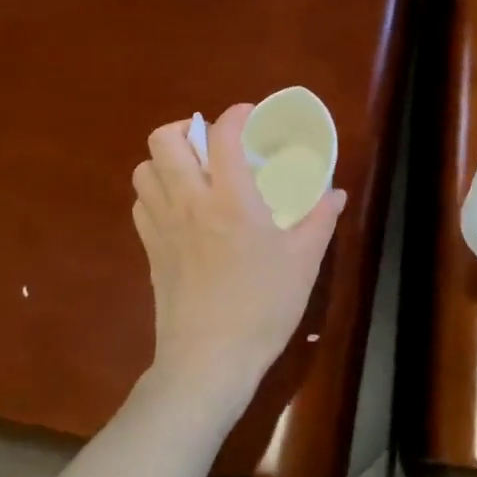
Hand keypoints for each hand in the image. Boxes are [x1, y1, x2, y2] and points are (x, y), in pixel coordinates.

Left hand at [131, 105, 346, 398]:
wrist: (209, 362)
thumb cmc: (262, 308)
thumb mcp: (303, 263)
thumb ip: (319, 220)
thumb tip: (335, 193)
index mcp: (230, 199)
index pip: (223, 135)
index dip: (235, 115)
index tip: (249, 117)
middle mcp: (190, 202)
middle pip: (165, 140)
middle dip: (186, 129)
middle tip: (211, 144)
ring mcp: (163, 225)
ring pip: (144, 169)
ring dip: (165, 161)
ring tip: (191, 172)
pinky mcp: (150, 250)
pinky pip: (141, 204)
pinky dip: (155, 194)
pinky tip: (177, 209)